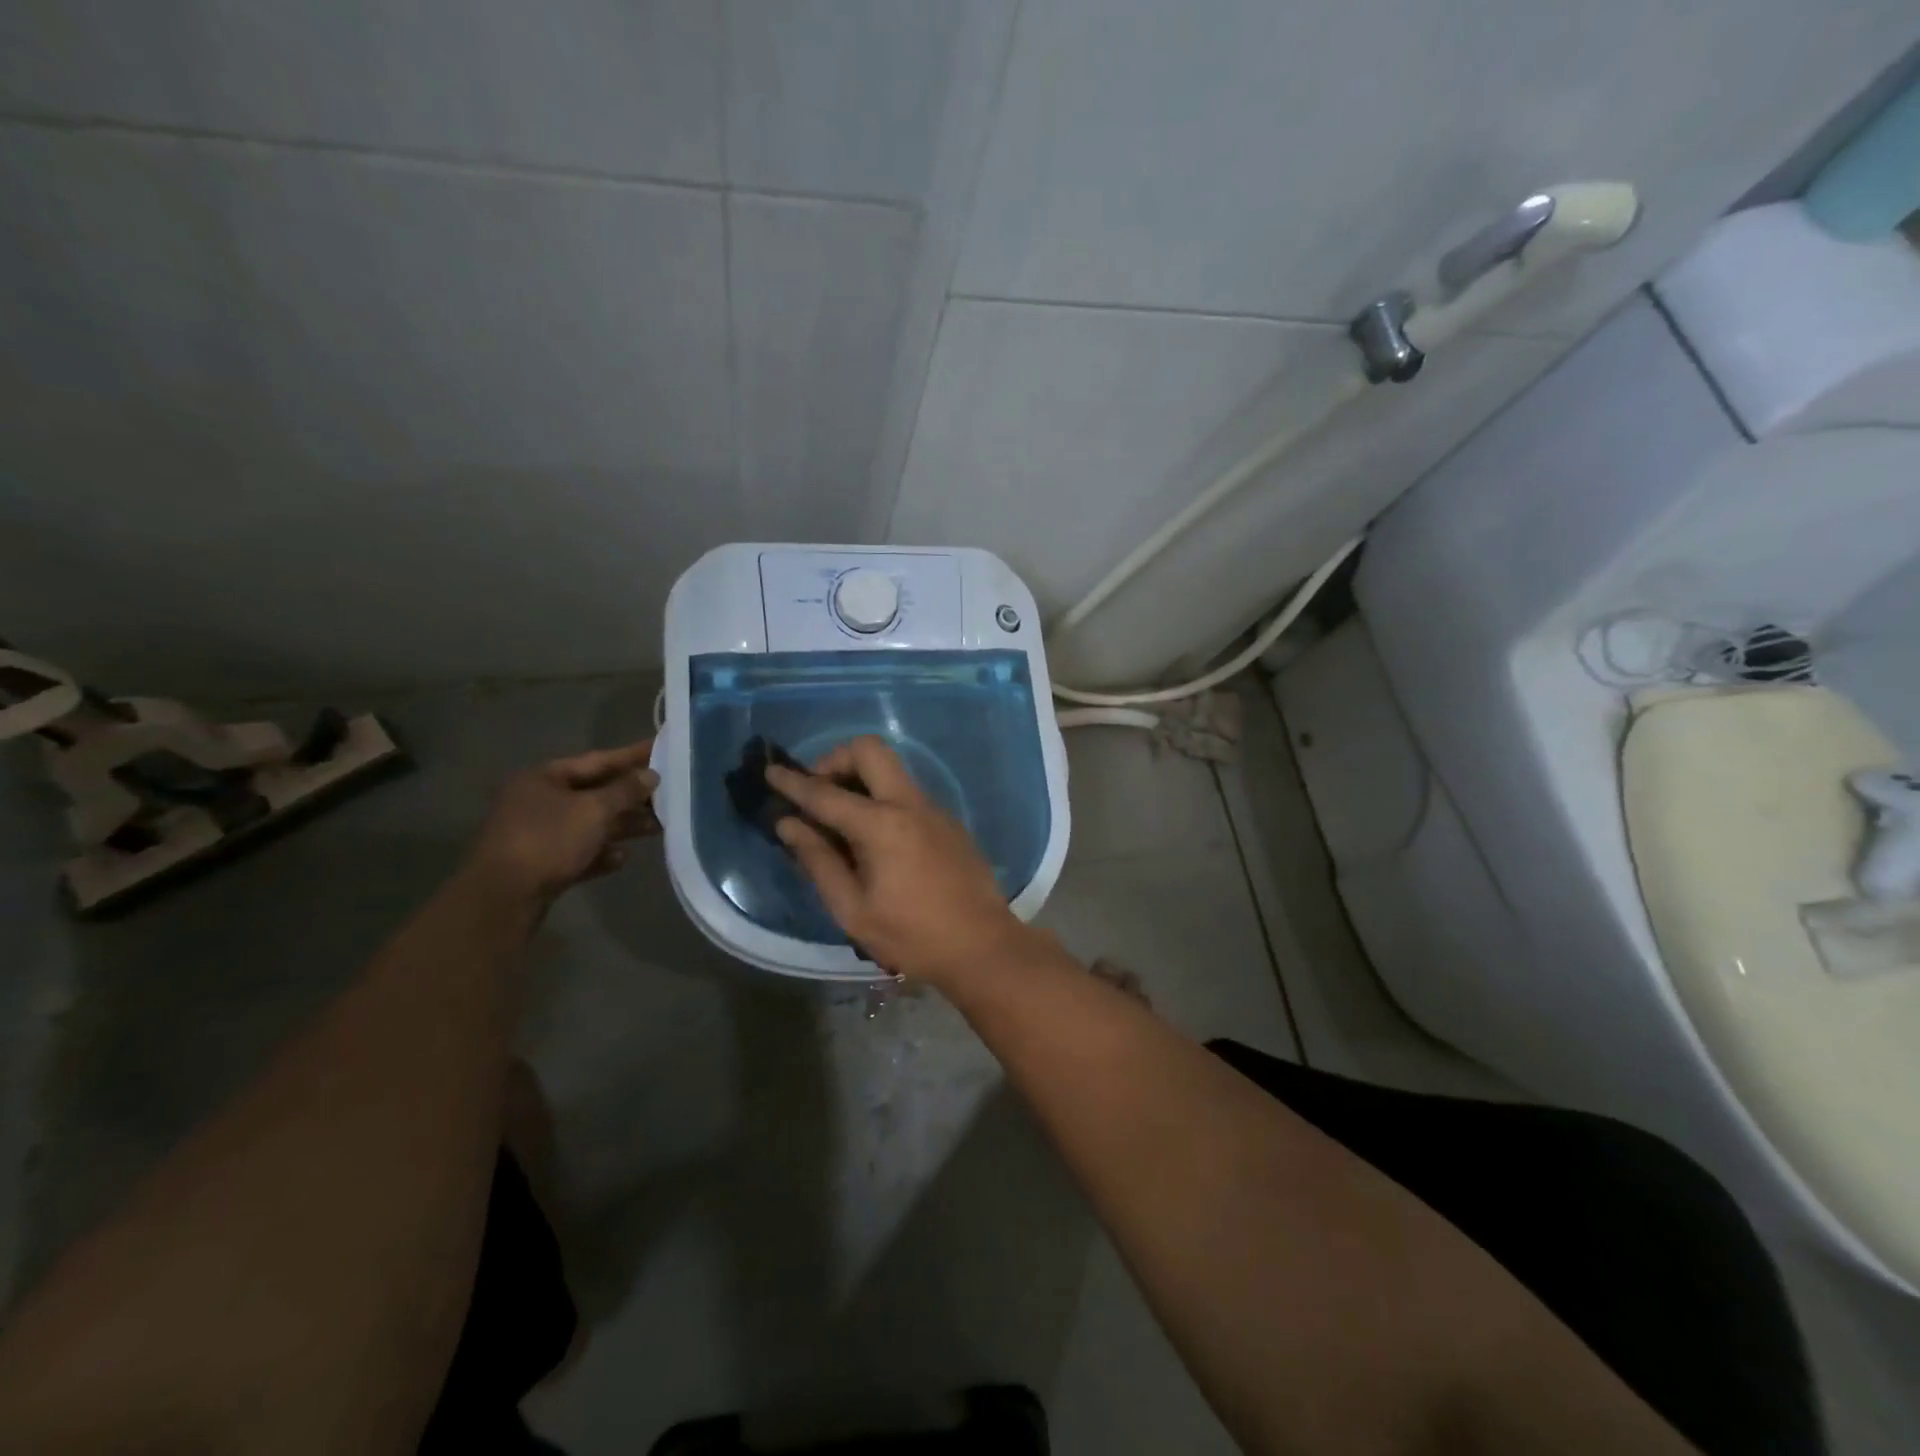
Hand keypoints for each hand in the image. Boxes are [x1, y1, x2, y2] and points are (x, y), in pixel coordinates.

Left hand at [467, 740, 659, 905]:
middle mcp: (539, 800)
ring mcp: (539, 833)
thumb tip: (651, 774)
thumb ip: (625, 791)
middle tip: (669, 794)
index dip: (632, 755)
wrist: (503, 898)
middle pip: (595, 792)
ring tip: (658, 828)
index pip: (598, 760)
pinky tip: (622, 857)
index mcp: (545, 777)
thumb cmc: (548, 840)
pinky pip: (580, 852)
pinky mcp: (542, 864)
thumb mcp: (593, 810)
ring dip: (623, 826)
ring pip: (590, 824)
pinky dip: (601, 853)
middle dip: (632, 796)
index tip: (663, 748)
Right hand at [766, 736, 1037, 986]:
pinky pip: (906, 791)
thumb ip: (818, 861)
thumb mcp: (853, 910)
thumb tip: (788, 824)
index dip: (793, 783)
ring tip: (840, 819)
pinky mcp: (947, 821)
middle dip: (836, 760)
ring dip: (860, 778)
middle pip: (870, 749)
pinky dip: (881, 797)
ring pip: (891, 768)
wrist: (983, 946)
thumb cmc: (912, 936)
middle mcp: (909, 803)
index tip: (771, 773)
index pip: (825, 793)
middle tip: (819, 793)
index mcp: (882, 825)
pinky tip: (874, 838)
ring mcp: (933, 808)